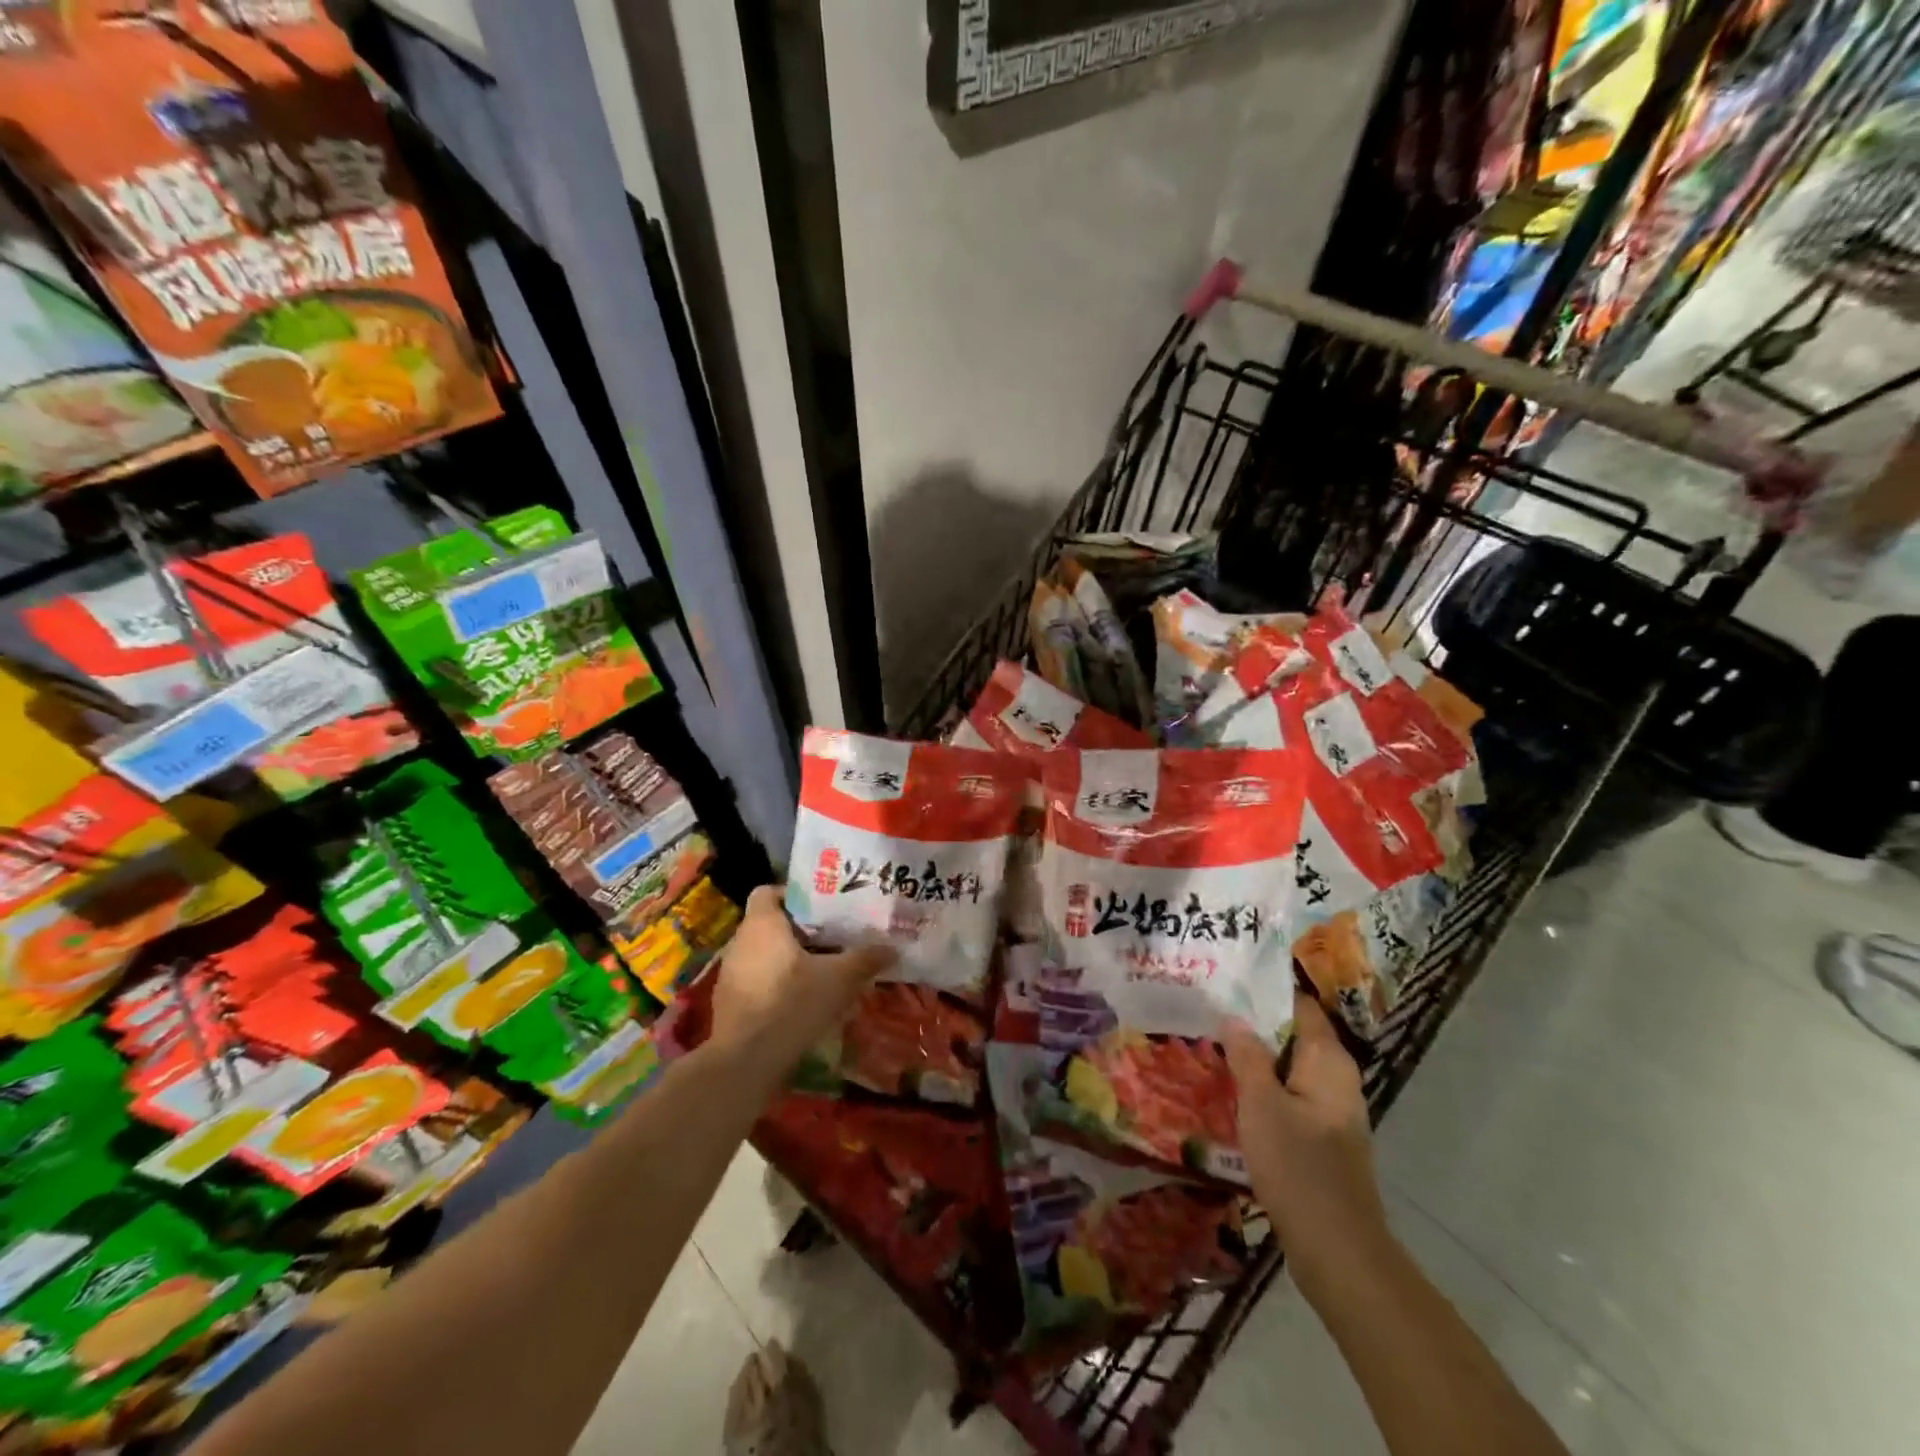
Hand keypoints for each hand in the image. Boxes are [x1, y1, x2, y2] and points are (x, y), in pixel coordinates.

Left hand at [709, 887, 894, 1064]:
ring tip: (822, 971)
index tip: (822, 909)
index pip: (769, 891)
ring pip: (765, 955)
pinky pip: (758, 981)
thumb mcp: (839, 979)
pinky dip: (778, 985)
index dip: (794, 895)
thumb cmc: (791, 1003)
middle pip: (771, 924)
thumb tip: (892, 948)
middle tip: (834, 939)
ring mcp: (730, 974)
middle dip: (801, 931)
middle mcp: (740, 942)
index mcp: (761, 924)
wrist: (745, 1062)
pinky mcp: (729, 1004)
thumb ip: (865, 959)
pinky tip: (803, 1002)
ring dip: (790, 960)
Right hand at [1221, 990, 1390, 1289]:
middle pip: (1292, 1034)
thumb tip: (1234, 1017)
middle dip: (1252, 1022)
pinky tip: (1227, 1088)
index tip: (1227, 977)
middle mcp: (1335, 1079)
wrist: (1337, 1252)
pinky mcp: (1318, 1138)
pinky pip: (1286, 1095)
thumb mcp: (1262, 1105)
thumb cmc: (1300, 1168)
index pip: (1299, 1006)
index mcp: (1329, 1061)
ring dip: (1253, 1055)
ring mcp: (1328, 1110)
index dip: (1264, 989)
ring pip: (1286, 1067)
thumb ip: (1247, 1056)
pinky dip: (1260, 1086)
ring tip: (1208, 1039)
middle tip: (1206, 1006)